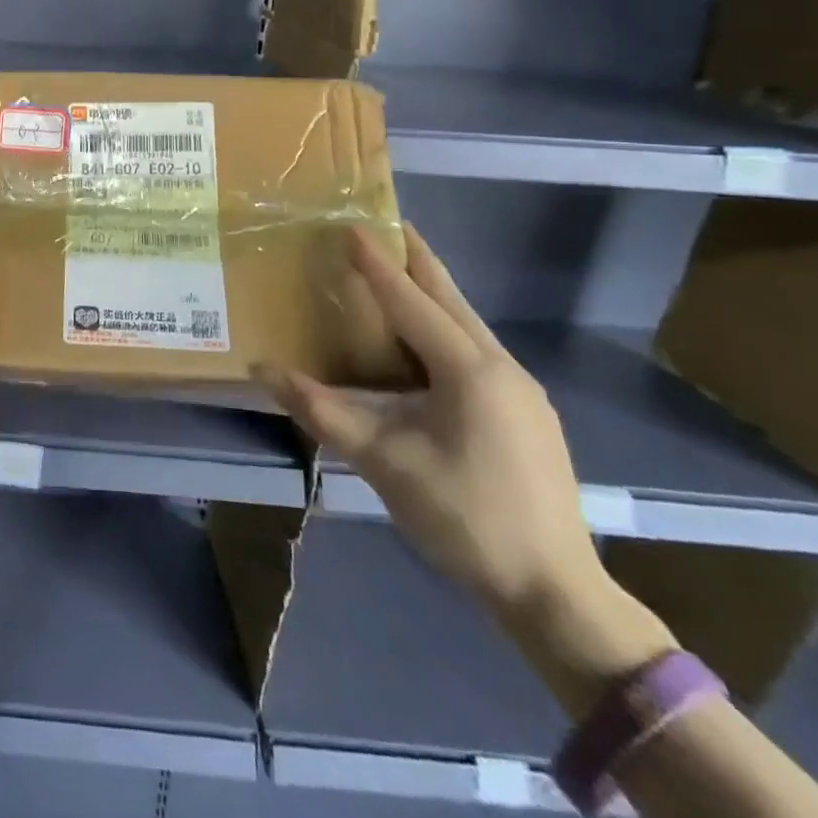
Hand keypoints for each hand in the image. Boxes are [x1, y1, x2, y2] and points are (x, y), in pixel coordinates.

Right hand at [262, 225, 605, 622]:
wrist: (554, 593)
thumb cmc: (463, 517)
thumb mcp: (383, 462)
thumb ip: (322, 411)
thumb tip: (262, 370)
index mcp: (470, 371)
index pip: (411, 301)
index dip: (378, 263)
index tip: (352, 225)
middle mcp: (501, 368)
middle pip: (450, 299)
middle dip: (417, 259)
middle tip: (387, 224)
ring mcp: (520, 391)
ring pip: (467, 324)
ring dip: (431, 292)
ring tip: (397, 270)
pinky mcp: (524, 414)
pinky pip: (475, 349)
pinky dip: (443, 326)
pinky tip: (424, 339)